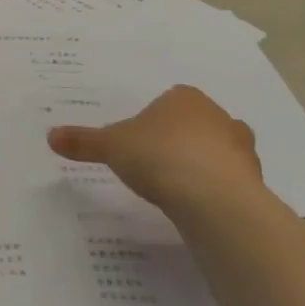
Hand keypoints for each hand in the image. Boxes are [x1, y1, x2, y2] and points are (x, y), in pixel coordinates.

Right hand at [48, 85, 265, 218]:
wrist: (213, 198)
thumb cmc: (159, 157)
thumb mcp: (111, 147)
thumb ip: (83, 141)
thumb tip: (50, 136)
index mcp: (184, 98)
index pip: (167, 102)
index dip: (152, 122)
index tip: (138, 144)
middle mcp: (218, 116)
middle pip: (194, 125)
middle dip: (179, 141)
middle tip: (155, 166)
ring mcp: (241, 148)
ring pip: (216, 152)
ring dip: (201, 166)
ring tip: (176, 190)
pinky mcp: (253, 180)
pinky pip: (229, 181)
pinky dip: (215, 191)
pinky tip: (196, 207)